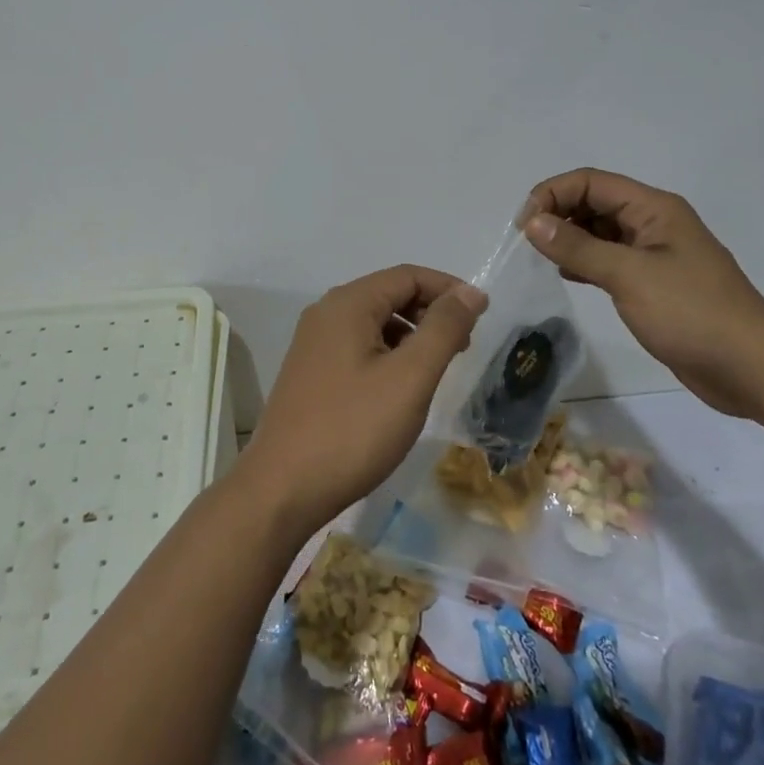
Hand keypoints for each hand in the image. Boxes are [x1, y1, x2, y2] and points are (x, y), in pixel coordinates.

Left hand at [236, 266, 487, 532]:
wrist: (282, 489)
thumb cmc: (353, 429)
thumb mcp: (410, 377)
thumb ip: (443, 329)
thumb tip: (470, 291)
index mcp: (348, 303)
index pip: (407, 275)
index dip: (448, 289)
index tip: (481, 315)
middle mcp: (326, 313)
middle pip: (389, 294)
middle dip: (430, 312)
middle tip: (463, 346)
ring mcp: (314, 343)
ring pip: (374, 322)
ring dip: (410, 334)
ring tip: (437, 368)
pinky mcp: (311, 372)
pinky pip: (358, 345)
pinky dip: (388, 353)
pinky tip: (401, 387)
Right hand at [521, 168, 763, 418]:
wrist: (753, 369)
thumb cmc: (692, 313)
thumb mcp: (629, 275)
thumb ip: (578, 247)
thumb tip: (533, 222)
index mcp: (653, 208)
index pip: (591, 182)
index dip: (553, 194)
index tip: (524, 226)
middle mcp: (653, 223)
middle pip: (595, 201)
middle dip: (558, 214)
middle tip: (528, 244)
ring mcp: (655, 254)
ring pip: (601, 231)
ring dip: (569, 238)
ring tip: (540, 258)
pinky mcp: (654, 283)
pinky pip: (610, 259)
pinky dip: (585, 261)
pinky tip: (566, 275)